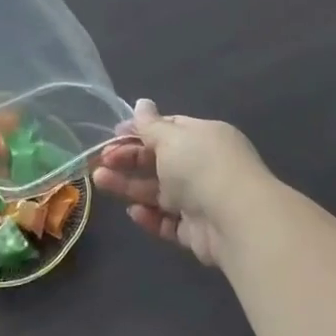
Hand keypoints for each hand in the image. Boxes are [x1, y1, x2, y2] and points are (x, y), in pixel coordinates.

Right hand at [92, 101, 274, 265]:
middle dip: (128, 160)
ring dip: (129, 187)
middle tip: (100, 161)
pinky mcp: (198, 232)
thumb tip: (141, 103)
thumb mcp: (171, 137)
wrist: (236, 220)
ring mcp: (201, 200)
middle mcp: (204, 167)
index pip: (169, 130)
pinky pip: (169, 222)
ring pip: (159, 192)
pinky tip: (133, 212)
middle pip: (159, 162)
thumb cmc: (201, 166)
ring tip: (99, 182)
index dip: (140, 131)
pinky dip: (150, 217)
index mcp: (204, 138)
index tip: (114, 135)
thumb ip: (150, 125)